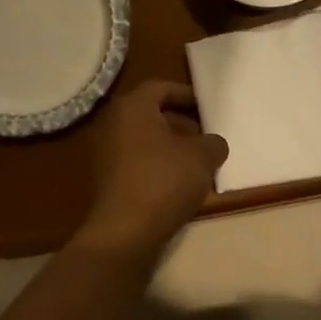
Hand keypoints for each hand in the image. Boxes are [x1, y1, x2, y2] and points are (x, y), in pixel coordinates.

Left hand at [78, 81, 228, 251]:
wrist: (125, 231)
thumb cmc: (164, 181)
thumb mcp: (202, 157)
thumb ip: (213, 142)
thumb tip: (212, 144)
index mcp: (132, 108)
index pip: (161, 88)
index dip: (187, 95)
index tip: (208, 108)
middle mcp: (113, 124)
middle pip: (153, 115)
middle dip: (183, 124)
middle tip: (207, 139)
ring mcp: (107, 153)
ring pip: (147, 141)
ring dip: (173, 148)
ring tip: (200, 164)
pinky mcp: (108, 180)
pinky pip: (139, 163)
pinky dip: (159, 167)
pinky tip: (181, 185)